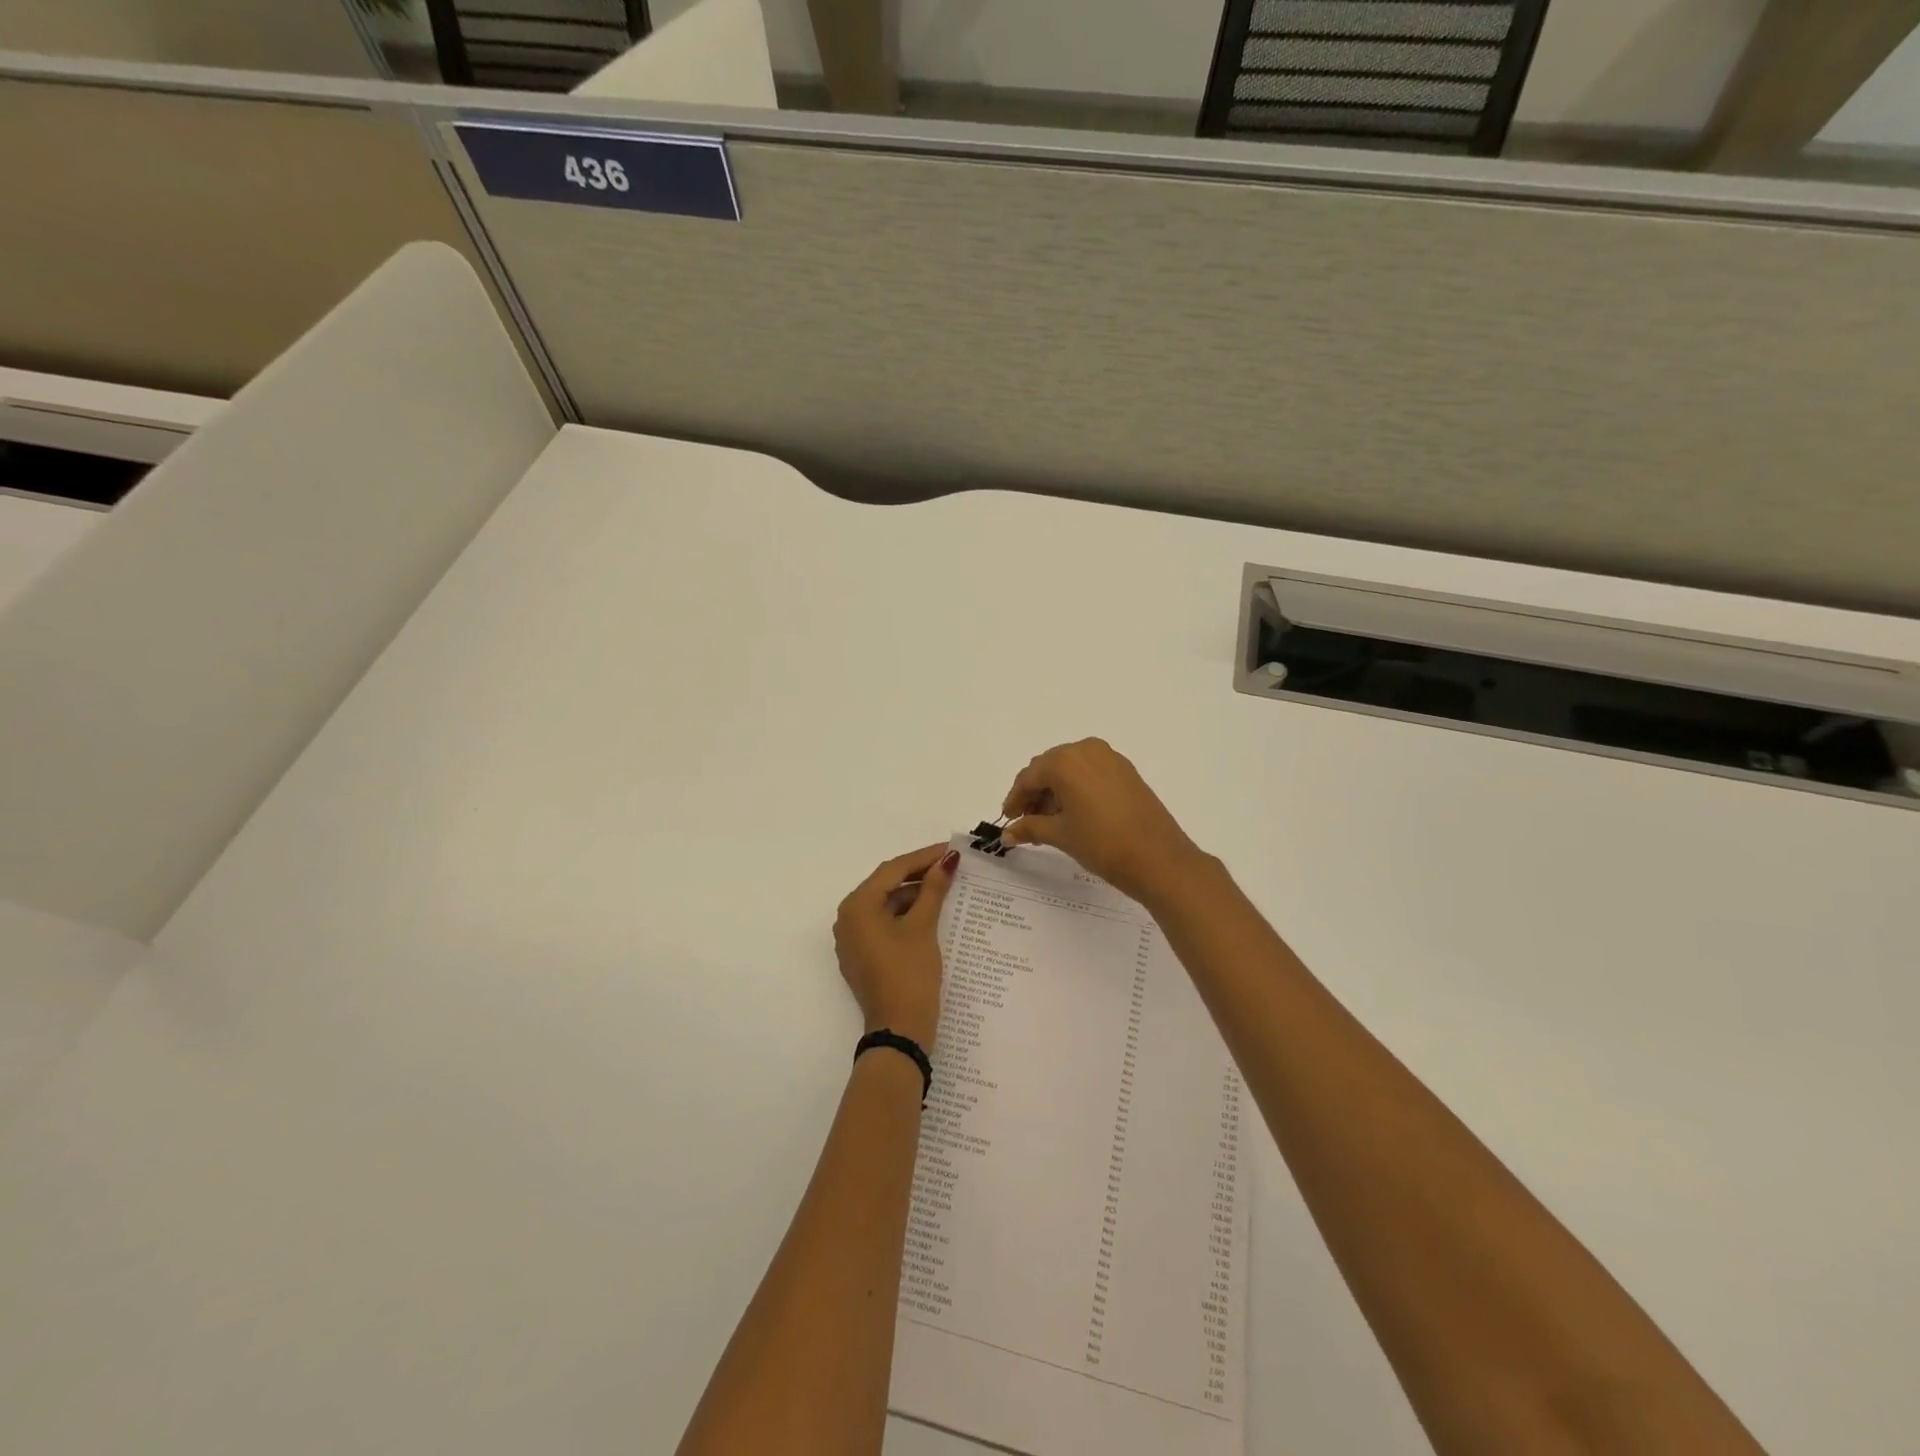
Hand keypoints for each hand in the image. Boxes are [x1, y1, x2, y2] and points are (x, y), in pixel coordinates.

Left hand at [833, 843, 956, 1049]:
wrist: (899, 1031)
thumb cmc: (909, 974)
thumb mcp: (923, 927)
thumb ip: (934, 889)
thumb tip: (948, 860)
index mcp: (857, 906)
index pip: (892, 870)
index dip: (924, 857)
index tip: (951, 849)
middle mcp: (847, 918)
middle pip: (886, 885)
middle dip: (919, 874)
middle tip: (951, 865)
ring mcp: (853, 939)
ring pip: (886, 904)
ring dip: (914, 894)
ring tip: (946, 886)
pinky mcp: (863, 955)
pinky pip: (883, 923)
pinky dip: (905, 914)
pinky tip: (931, 911)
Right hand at [999, 739, 1209, 906]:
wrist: (1159, 859)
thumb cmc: (1102, 844)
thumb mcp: (1061, 835)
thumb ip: (1030, 827)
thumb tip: (1007, 834)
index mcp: (1065, 761)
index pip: (1029, 777)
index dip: (1015, 799)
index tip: (1008, 820)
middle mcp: (1086, 750)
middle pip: (1049, 768)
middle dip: (1035, 793)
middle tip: (1026, 821)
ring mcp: (1110, 758)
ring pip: (1071, 770)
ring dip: (1055, 791)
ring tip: (1049, 822)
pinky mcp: (1126, 771)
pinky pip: (1090, 773)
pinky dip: (1076, 789)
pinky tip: (1073, 814)